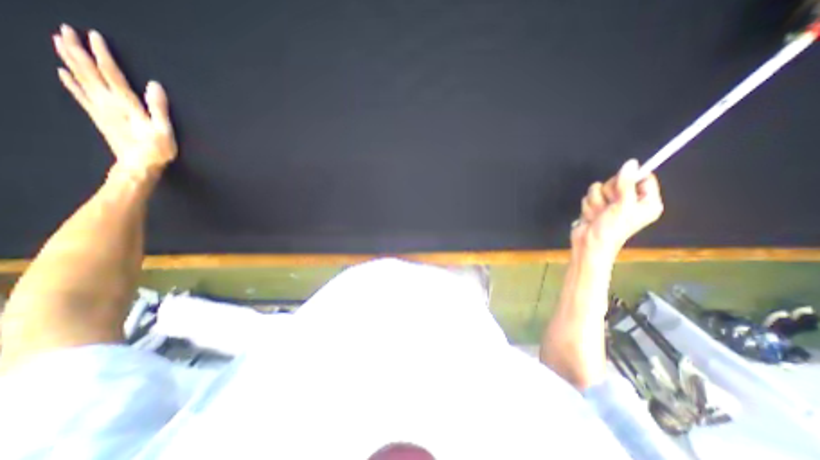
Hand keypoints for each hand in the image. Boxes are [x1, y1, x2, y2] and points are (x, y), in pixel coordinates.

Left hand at [52, 24, 177, 175]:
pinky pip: (79, 95)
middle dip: (76, 50)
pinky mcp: (98, 117)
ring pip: (80, 79)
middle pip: (88, 72)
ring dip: (68, 60)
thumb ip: (159, 108)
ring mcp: (99, 110)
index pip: (111, 74)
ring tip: (58, 42)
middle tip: (64, 29)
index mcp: (125, 104)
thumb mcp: (164, 130)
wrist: (137, 166)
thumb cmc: (156, 150)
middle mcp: (107, 103)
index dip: (102, 54)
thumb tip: (154, 85)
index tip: (94, 36)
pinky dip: (69, 82)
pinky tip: (62, 72)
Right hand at [572, 160, 661, 256]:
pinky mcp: (596, 207)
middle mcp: (630, 201)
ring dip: (596, 202)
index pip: (644, 178)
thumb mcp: (623, 205)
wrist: (589, 244)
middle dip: (608, 193)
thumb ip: (626, 183)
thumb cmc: (612, 229)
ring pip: (599, 189)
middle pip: (618, 181)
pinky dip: (588, 207)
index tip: (621, 180)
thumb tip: (631, 163)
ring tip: (599, 214)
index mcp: (646, 202)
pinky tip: (591, 216)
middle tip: (610, 206)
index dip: (631, 177)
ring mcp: (611, 204)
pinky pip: (589, 197)